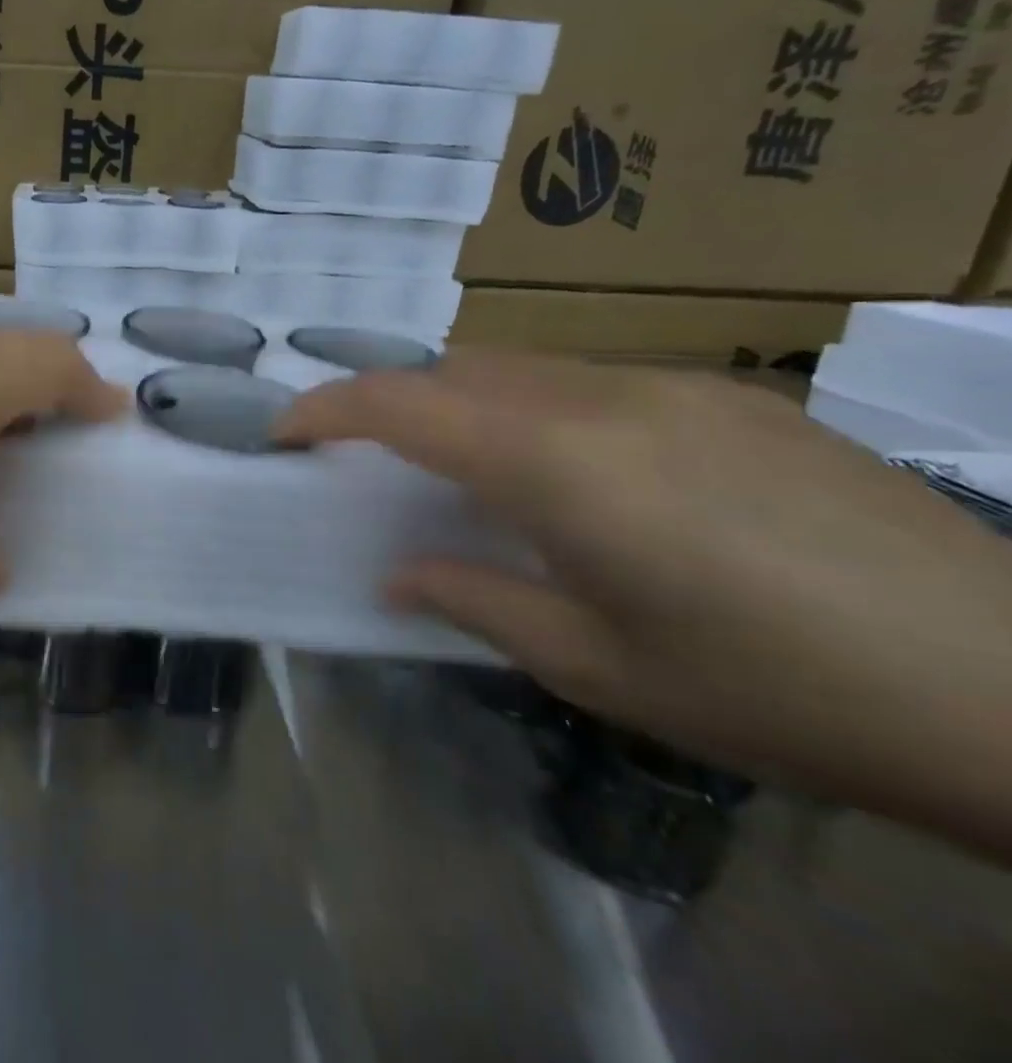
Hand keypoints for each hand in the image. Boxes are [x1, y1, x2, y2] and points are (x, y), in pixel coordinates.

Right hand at [277, 353, 1011, 852]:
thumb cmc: (778, 693)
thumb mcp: (597, 668)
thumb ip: (474, 601)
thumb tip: (396, 574)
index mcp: (561, 465)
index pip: (403, 403)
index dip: (326, 407)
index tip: (285, 433)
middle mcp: (606, 398)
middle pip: (457, 370)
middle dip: (396, 407)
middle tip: (379, 469)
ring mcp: (678, 386)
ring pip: (524, 369)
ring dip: (470, 408)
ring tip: (479, 479)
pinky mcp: (735, 396)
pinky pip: (595, 382)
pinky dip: (543, 411)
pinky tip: (589, 480)